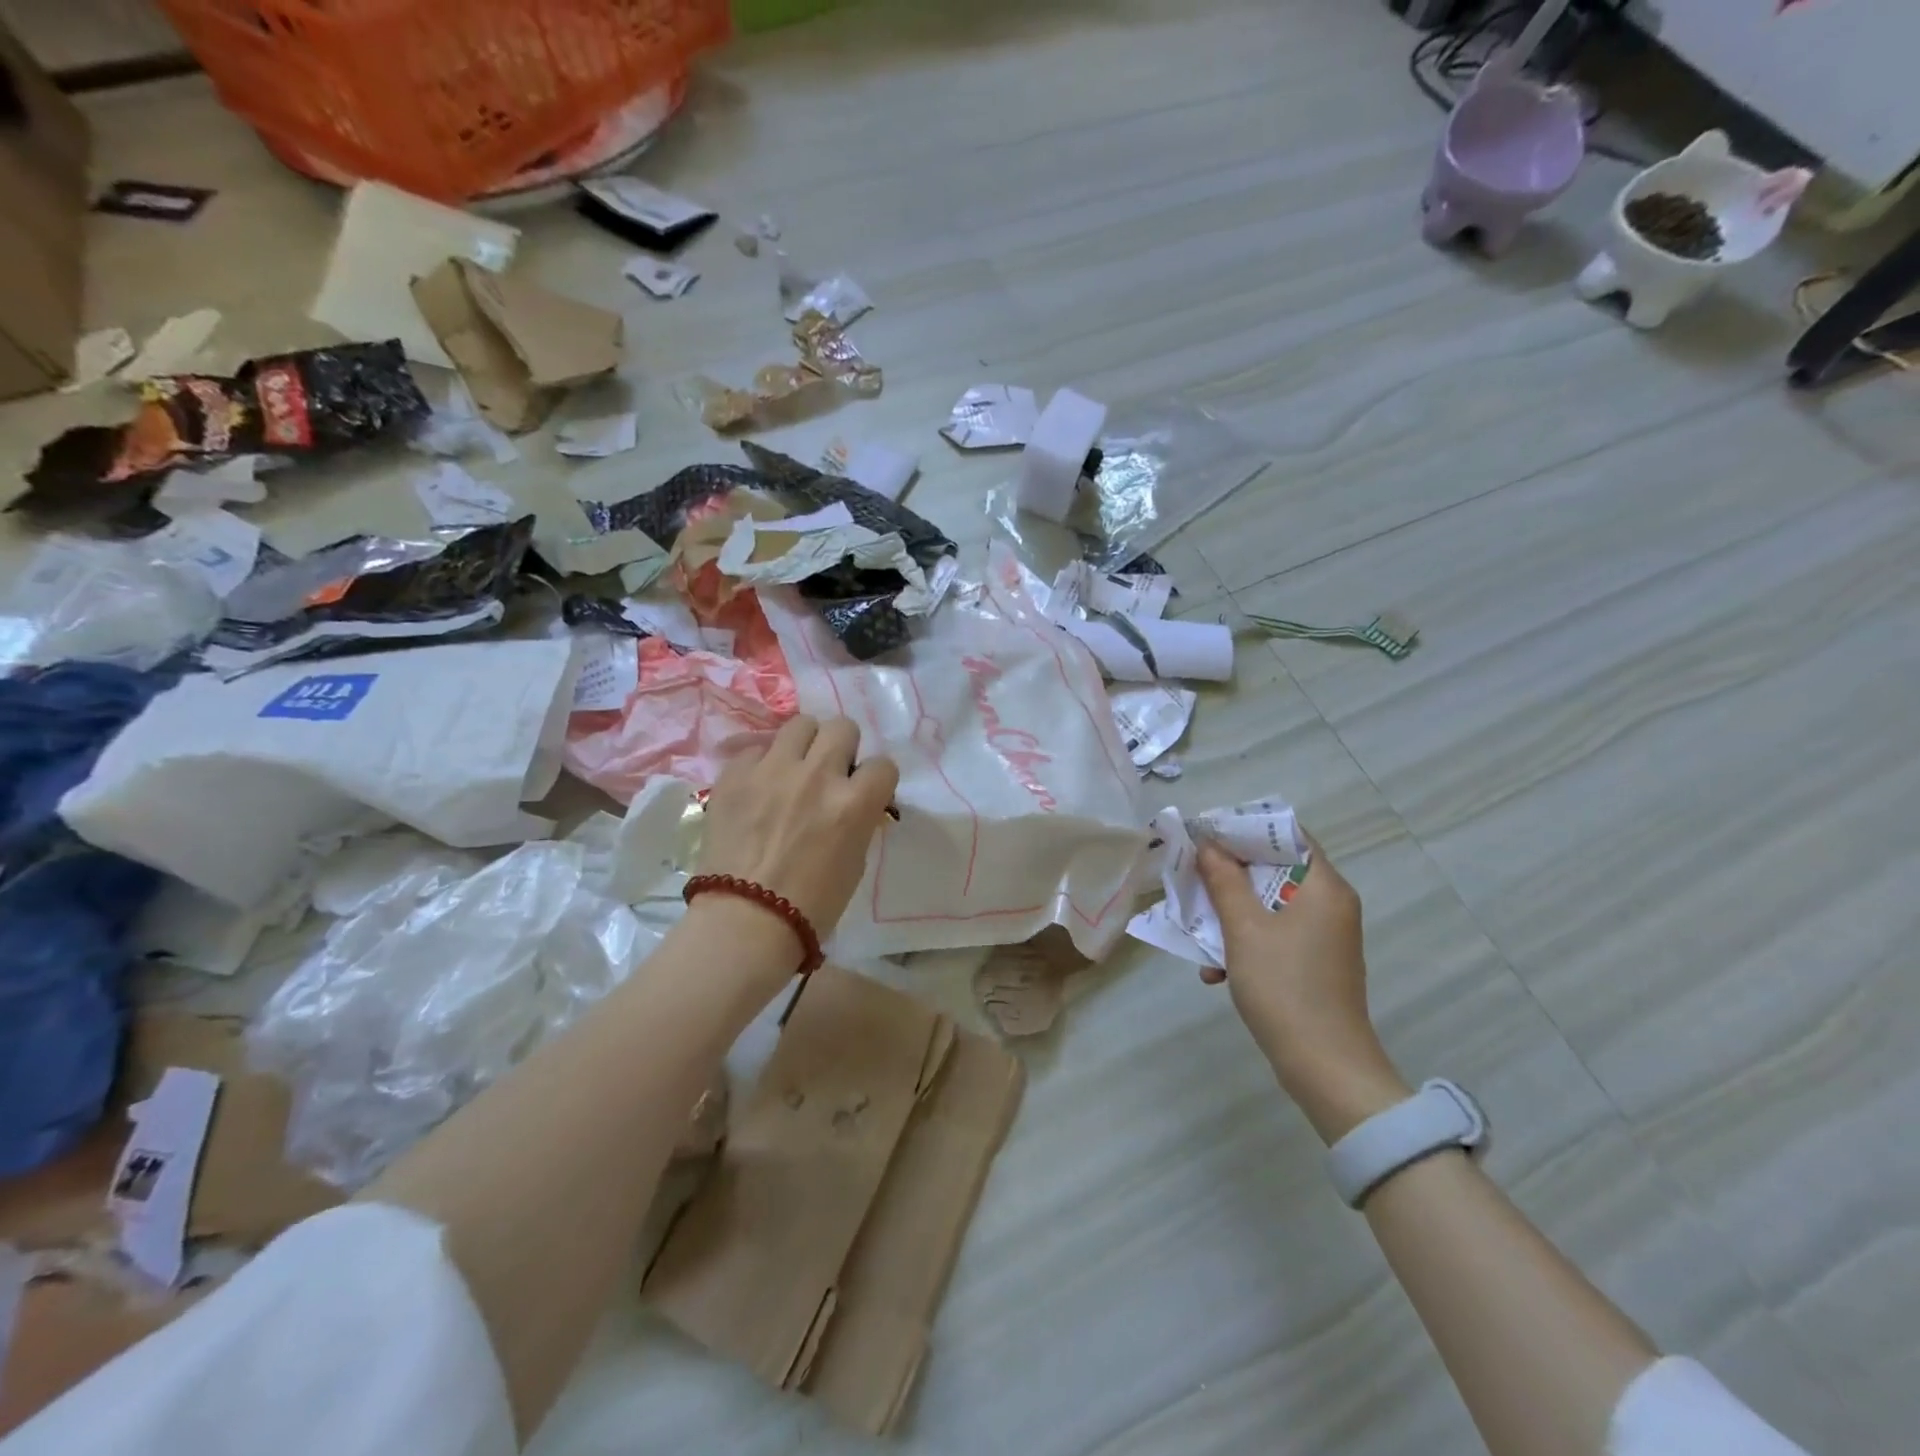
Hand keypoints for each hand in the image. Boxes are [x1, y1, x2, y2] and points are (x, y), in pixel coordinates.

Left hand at [695, 714, 898, 949]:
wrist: (744, 923)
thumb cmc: (811, 906)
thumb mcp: (855, 861)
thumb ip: (859, 820)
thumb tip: (854, 800)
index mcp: (854, 802)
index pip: (883, 764)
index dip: (876, 779)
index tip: (865, 792)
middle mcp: (817, 775)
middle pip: (842, 727)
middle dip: (841, 748)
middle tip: (830, 772)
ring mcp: (772, 770)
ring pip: (800, 724)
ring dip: (804, 745)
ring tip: (793, 769)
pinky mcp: (734, 775)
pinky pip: (756, 749)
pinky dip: (762, 764)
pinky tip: (757, 788)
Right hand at [1196, 833, 1410, 1141]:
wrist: (1325, 1068)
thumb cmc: (1285, 987)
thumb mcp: (1244, 929)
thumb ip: (1224, 881)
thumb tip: (1209, 845)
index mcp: (1324, 888)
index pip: (1289, 834)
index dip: (1246, 829)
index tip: (1207, 834)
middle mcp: (1330, 905)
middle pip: (1274, 870)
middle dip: (1229, 876)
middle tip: (1192, 877)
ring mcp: (1324, 937)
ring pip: (1269, 906)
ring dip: (1231, 915)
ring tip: (1197, 932)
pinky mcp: (1314, 964)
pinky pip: (1274, 936)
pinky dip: (1245, 944)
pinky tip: (1215, 971)